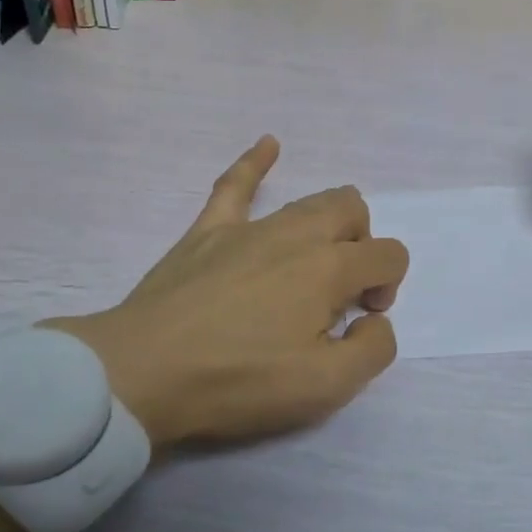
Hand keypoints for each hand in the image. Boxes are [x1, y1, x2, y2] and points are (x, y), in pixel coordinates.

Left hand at [45, 137, 408, 448]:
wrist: (141, 374)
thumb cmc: (238, 380)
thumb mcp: (325, 387)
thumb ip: (373, 350)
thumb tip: (374, 322)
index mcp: (329, 268)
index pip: (388, 254)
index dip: (389, 285)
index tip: (362, 320)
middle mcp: (296, 234)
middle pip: (352, 212)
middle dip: (363, 245)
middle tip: (342, 293)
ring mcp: (249, 227)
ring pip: (308, 200)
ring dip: (329, 222)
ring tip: (317, 258)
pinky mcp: (208, 231)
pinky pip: (236, 185)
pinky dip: (256, 162)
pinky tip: (269, 145)